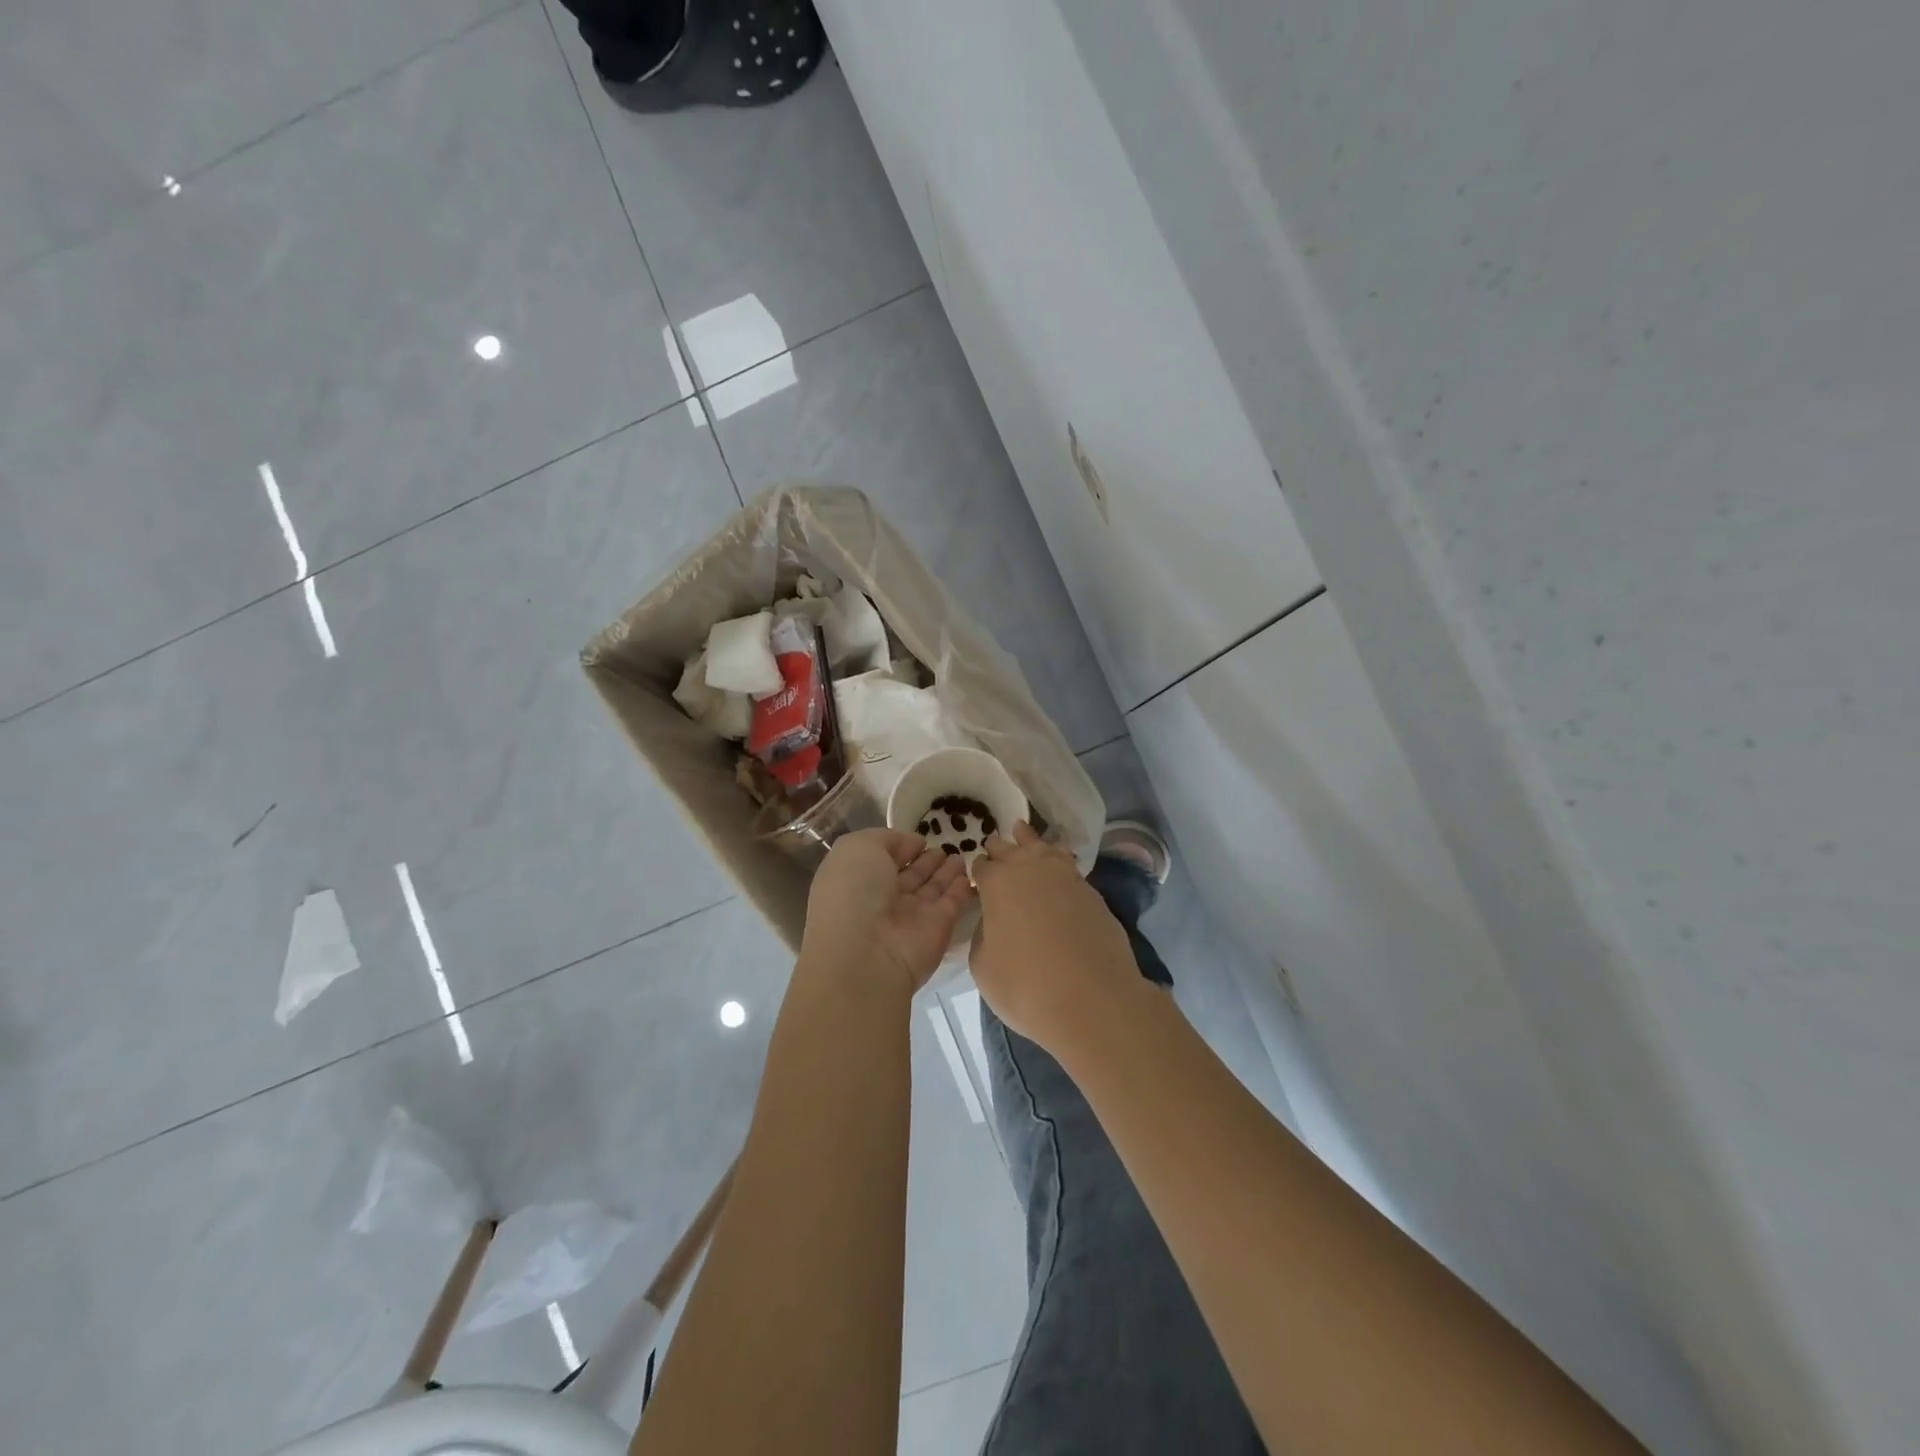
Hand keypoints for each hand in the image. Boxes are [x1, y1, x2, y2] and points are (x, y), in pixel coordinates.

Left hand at [800, 829, 975, 994]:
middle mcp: (883, 899)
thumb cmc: (854, 891)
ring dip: (946, 872)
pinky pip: (952, 903)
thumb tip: (911, 843)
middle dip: (927, 861)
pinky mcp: (937, 929)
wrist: (866, 952)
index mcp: (858, 880)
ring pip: (932, 889)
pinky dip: (961, 889)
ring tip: (961, 855)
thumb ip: (885, 839)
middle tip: (948, 846)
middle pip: (910, 876)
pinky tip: (970, 874)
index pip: (883, 859)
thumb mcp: (858, 848)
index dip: (901, 846)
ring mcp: (911, 916)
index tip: (921, 837)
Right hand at [970, 823, 1146, 1051]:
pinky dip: (1058, 858)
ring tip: (1022, 831)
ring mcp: (1065, 876)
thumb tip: (993, 922)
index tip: (975, 877)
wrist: (1093, 1000)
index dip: (977, 871)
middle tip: (994, 847)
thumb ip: (983, 935)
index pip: (981, 865)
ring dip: (1029, 841)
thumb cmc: (1026, 986)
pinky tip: (1057, 861)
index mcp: (997, 883)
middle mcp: (1030, 869)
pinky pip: (1068, 864)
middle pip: (1009, 849)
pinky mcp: (1092, 891)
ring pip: (1042, 847)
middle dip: (999, 849)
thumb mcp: (983, 967)